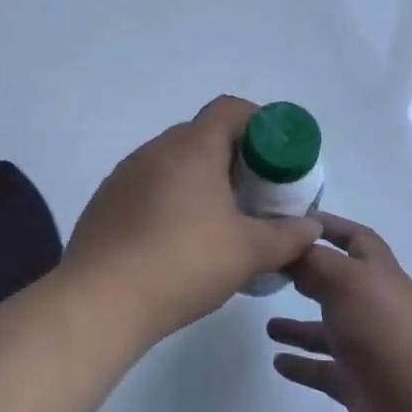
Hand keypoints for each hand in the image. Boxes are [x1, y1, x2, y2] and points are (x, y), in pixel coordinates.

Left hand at [66, 96, 323, 343]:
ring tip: (218, 219)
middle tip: (254, 192)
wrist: (100, 302)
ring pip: (173, 161)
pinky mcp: (106, 201)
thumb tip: (311, 228)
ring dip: (200, 178)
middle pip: (202, 135)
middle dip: (233, 156)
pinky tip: (177, 239)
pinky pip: (148, 185)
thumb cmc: (184, 264)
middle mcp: (155, 150)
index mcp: (192, 148)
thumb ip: (287, 236)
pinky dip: (170, 198)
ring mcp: (125, 174)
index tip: (275, 156)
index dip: (258, 123)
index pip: (230, 109)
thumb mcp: (248, 252)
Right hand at [269, 214, 411, 411]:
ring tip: (267, 326)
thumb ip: (314, 262)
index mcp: (379, 274)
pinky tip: (277, 362)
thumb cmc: (384, 332)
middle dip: (307, 276)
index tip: (293, 221)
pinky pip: (322, 370)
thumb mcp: (347, 282)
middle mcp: (374, 307)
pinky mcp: (357, 384)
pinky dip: (301, 364)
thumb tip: (290, 246)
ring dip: (298, 326)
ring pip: (326, 330)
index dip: (330, 226)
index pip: (355, 238)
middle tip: (270, 272)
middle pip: (337, 284)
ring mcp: (367, 348)